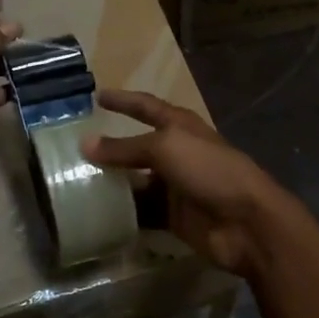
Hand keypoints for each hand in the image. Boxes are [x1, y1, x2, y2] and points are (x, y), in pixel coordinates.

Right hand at [81, 90, 299, 277]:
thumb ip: (125, 148)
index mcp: (180, 127)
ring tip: (73, 184)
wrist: (246, 221)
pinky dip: (122, 213)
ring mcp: (175, 186)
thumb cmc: (210, 170)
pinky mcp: (173, 217)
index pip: (146, 107)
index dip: (124, 100)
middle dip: (109, 148)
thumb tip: (85, 143)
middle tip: (72, 149)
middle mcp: (177, 153)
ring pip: (135, 182)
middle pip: (137, 147)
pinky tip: (95, 214)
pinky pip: (141, 212)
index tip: (97, 96)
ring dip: (111, 183)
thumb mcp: (166, 148)